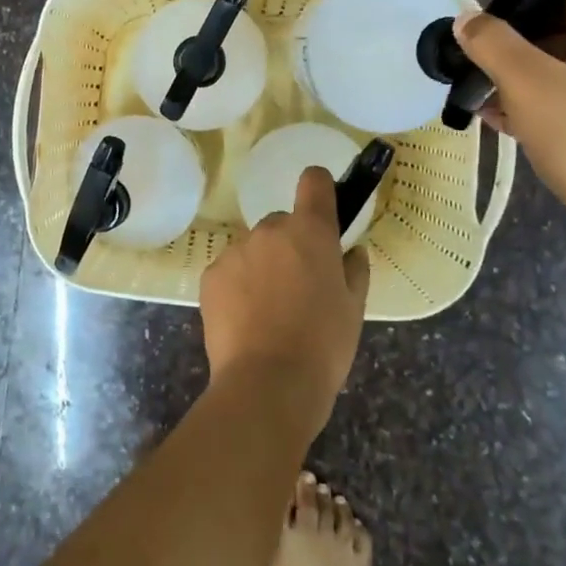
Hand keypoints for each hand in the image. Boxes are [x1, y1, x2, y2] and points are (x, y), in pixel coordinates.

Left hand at [199, 167, 368, 430]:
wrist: (267, 383)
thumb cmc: (323, 345)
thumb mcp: (354, 309)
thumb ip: (354, 270)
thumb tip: (350, 252)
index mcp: (310, 232)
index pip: (314, 182)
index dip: (320, 187)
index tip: (323, 206)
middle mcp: (269, 230)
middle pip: (282, 224)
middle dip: (291, 245)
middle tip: (299, 287)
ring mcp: (235, 251)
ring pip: (253, 249)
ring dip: (262, 266)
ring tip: (269, 312)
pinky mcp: (210, 275)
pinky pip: (230, 270)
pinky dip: (238, 286)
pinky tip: (246, 320)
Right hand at [454, 0, 565, 255]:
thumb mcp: (527, 85)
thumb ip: (491, 43)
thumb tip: (467, 19)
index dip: (523, 10)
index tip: (486, 38)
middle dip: (521, 54)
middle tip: (482, 76)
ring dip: (532, 84)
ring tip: (489, 106)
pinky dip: (557, 106)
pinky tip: (514, 126)